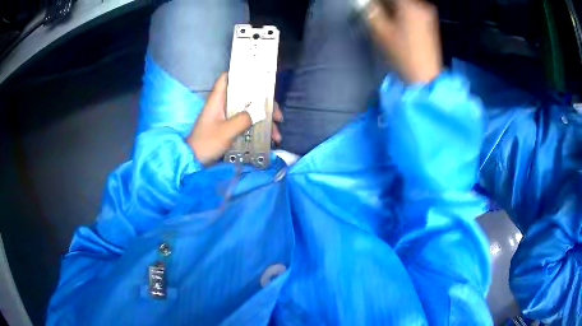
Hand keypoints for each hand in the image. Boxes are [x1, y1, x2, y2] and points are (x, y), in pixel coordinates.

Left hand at [186, 73, 282, 164]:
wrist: (193, 161)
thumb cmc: (206, 143)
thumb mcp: (226, 131)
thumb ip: (243, 119)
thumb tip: (261, 111)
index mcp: (218, 100)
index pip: (227, 78)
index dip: (242, 75)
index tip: (261, 80)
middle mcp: (223, 105)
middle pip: (247, 97)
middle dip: (265, 105)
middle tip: (278, 117)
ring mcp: (227, 117)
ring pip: (250, 112)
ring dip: (264, 121)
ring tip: (276, 136)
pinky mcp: (229, 128)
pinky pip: (247, 123)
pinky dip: (258, 129)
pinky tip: (269, 140)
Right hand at [366, 0, 442, 83]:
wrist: (425, 76)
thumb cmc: (403, 54)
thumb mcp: (381, 30)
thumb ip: (370, 10)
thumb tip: (362, 1)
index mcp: (409, 5)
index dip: (377, 0)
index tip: (368, 4)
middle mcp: (422, 5)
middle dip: (385, 2)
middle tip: (373, 8)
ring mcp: (428, 13)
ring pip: (406, 3)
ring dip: (392, 5)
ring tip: (382, 13)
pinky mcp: (430, 22)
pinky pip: (412, 8)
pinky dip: (401, 9)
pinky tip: (394, 18)